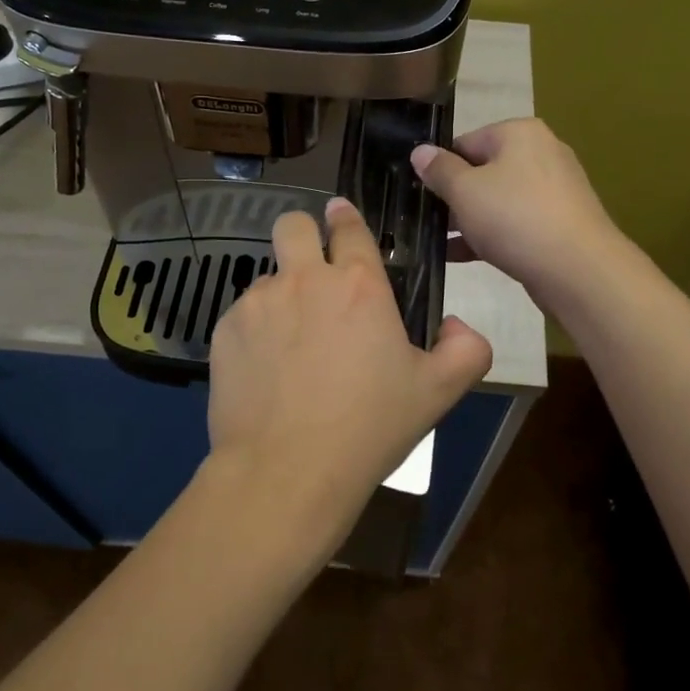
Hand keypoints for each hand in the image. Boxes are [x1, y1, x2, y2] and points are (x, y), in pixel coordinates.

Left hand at [206, 197, 493, 548]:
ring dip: (282, 297)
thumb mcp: (437, 393)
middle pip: (293, 225)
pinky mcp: (224, 330)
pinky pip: (243, 315)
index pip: (350, 227)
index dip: (345, 218)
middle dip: (303, 234)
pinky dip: (255, 332)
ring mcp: (258, 302)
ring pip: (268, 277)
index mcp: (359, 285)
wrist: (286, 472)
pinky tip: (266, 373)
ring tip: (292, 347)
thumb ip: (465, 349)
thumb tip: (458, 325)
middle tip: (312, 270)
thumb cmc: (369, 428)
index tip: (340, 218)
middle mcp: (305, 279)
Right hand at [411, 118, 623, 306]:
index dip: (439, 168)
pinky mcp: (559, 224)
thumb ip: (439, 170)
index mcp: (519, 133)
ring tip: (435, 242)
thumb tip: (420, 151)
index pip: (465, 142)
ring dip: (468, 220)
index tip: (419, 194)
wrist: (578, 270)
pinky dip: (489, 236)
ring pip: (498, 201)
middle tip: (424, 221)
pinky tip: (458, 256)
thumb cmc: (515, 218)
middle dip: (453, 197)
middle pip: (483, 171)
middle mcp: (541, 153)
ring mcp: (554, 191)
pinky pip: (515, 224)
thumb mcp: (465, 191)